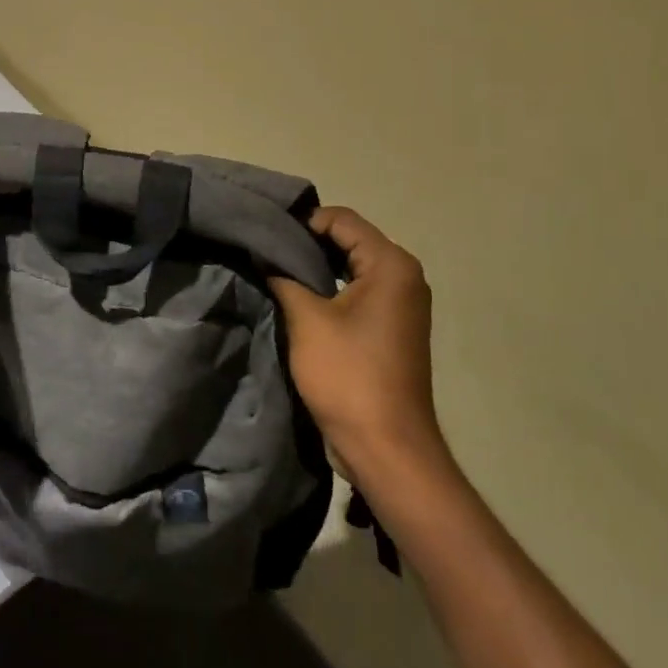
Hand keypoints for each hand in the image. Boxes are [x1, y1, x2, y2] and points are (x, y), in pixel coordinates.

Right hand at [267, 207, 448, 480]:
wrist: (386, 448)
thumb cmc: (349, 376)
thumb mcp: (307, 320)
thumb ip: (283, 277)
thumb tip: (263, 253)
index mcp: (391, 264)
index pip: (341, 219)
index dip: (302, 221)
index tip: (265, 233)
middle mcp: (404, 276)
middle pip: (349, 239)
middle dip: (307, 243)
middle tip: (264, 249)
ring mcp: (401, 303)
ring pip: (352, 266)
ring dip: (317, 267)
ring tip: (275, 270)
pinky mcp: (392, 327)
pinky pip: (358, 291)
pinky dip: (331, 289)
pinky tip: (298, 296)